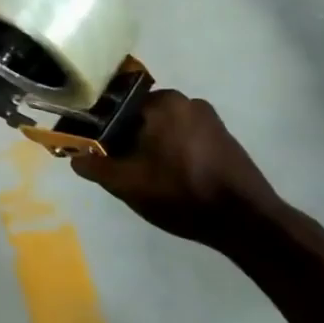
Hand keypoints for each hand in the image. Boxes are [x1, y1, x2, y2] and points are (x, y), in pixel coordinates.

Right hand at [71, 89, 281, 245]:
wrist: (248, 222)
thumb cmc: (181, 193)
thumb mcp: (125, 184)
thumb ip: (93, 166)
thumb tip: (75, 157)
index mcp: (162, 102)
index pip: (115, 105)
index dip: (100, 128)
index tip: (95, 150)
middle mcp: (186, 100)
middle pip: (139, 115)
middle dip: (126, 137)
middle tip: (119, 166)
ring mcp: (210, 118)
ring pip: (162, 127)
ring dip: (149, 145)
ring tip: (144, 175)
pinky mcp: (225, 137)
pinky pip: (184, 136)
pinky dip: (172, 150)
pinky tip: (170, 176)